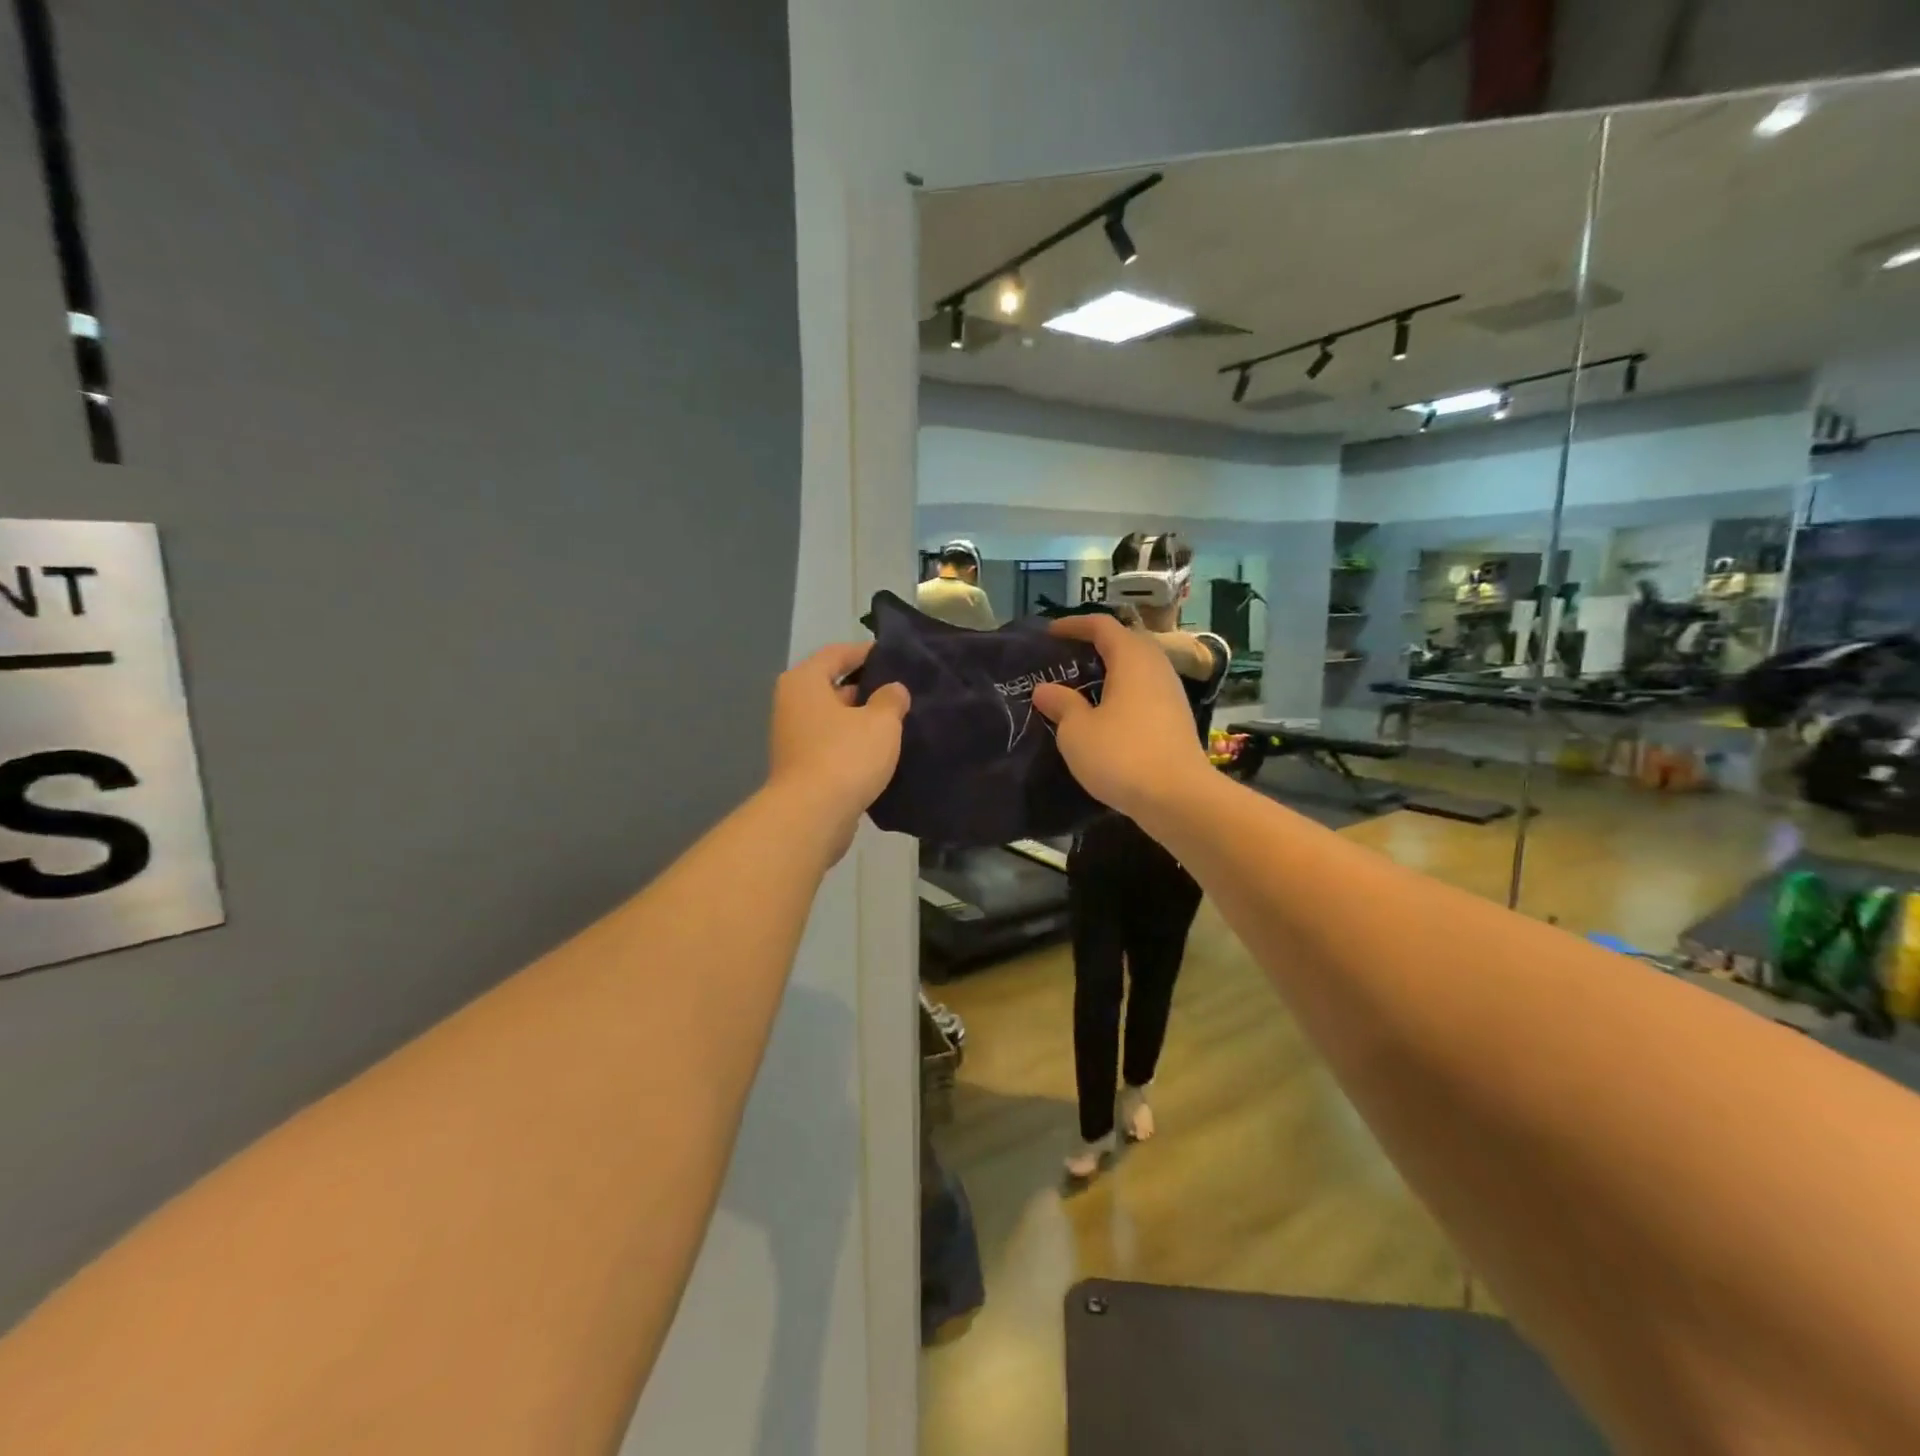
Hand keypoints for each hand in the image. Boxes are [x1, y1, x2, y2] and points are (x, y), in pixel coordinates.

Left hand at [768, 642, 910, 857]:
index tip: (894, 657)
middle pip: (833, 687)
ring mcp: (794, 738)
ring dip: (861, 721)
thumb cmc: (845, 756)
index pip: (837, 654)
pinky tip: (882, 753)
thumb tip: (893, 690)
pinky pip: (833, 746)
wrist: (812, 816)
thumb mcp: (881, 722)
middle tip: (902, 692)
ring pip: (834, 719)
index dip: (866, 653)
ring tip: (898, 722)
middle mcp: (793, 705)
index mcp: (804, 682)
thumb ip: (891, 700)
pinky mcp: (802, 768)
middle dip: (867, 689)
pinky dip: (853, 746)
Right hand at [1032, 614, 1213, 818]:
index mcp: (1132, 659)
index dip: (1074, 625)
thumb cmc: (1122, 755)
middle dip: (1094, 646)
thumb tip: (1045, 689)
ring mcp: (1171, 694)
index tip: (1049, 634)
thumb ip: (1061, 704)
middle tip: (1065, 660)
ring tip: (1081, 687)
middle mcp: (1156, 667)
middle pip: (1125, 643)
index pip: (1102, 626)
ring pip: (1137, 669)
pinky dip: (1122, 693)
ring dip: (1110, 672)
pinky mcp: (1176, 720)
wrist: (1178, 798)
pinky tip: (1105, 715)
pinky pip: (1145, 692)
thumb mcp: (1077, 731)